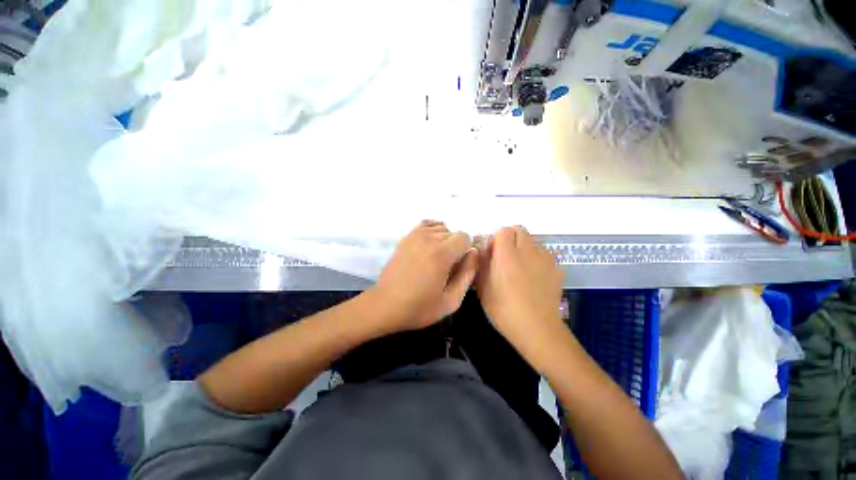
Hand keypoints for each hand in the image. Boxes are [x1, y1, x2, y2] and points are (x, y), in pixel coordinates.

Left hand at [370, 221, 478, 333]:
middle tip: (447, 267)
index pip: (465, 237)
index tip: (459, 267)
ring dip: (444, 241)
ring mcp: (415, 235)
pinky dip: (432, 232)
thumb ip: (468, 274)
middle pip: (453, 233)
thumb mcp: (451, 301)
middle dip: (455, 248)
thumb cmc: (419, 307)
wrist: (386, 304)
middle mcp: (429, 238)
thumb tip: (474, 253)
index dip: (466, 252)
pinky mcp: (406, 237)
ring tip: (436, 259)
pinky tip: (429, 246)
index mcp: (441, 254)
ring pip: (441, 228)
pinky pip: (426, 225)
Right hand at [476, 226, 565, 364]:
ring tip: (520, 266)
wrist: (537, 329)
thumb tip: (481, 251)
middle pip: (520, 230)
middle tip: (504, 256)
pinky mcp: (557, 268)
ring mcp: (545, 259)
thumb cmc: (504, 310)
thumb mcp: (483, 287)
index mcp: (507, 255)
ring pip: (533, 241)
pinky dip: (537, 257)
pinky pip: (545, 253)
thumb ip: (481, 264)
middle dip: (510, 238)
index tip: (492, 253)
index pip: (503, 230)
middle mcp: (528, 251)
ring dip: (524, 247)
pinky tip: (533, 275)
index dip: (495, 239)